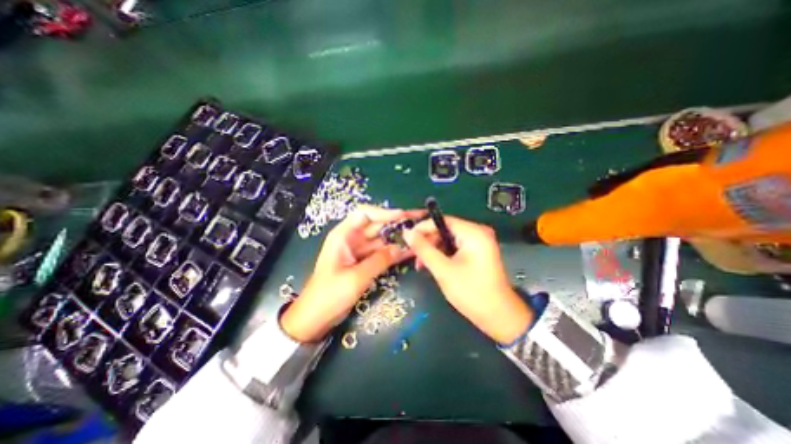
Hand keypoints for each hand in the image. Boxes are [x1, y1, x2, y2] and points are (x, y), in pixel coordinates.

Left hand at [280, 207, 422, 340]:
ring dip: (398, 238)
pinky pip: (381, 252)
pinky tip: (409, 251)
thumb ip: (379, 261)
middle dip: (397, 222)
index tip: (403, 216)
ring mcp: (359, 250)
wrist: (315, 317)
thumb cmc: (328, 295)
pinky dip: (394, 252)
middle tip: (419, 221)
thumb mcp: (355, 278)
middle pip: (376, 224)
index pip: (364, 214)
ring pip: (381, 238)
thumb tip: (402, 248)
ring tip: (419, 237)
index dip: (384, 212)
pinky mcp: (363, 261)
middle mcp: (352, 239)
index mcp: (343, 235)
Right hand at [405, 216, 534, 345]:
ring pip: (448, 239)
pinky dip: (442, 255)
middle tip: (413, 254)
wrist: (498, 317)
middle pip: (445, 229)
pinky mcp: (477, 253)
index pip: (442, 220)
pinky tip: (432, 265)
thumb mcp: (443, 270)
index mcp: (474, 233)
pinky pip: (454, 247)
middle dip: (428, 241)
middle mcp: (478, 233)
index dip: (423, 227)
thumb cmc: (471, 292)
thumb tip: (407, 233)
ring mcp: (478, 243)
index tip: (407, 236)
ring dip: (433, 249)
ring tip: (421, 264)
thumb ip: (424, 249)